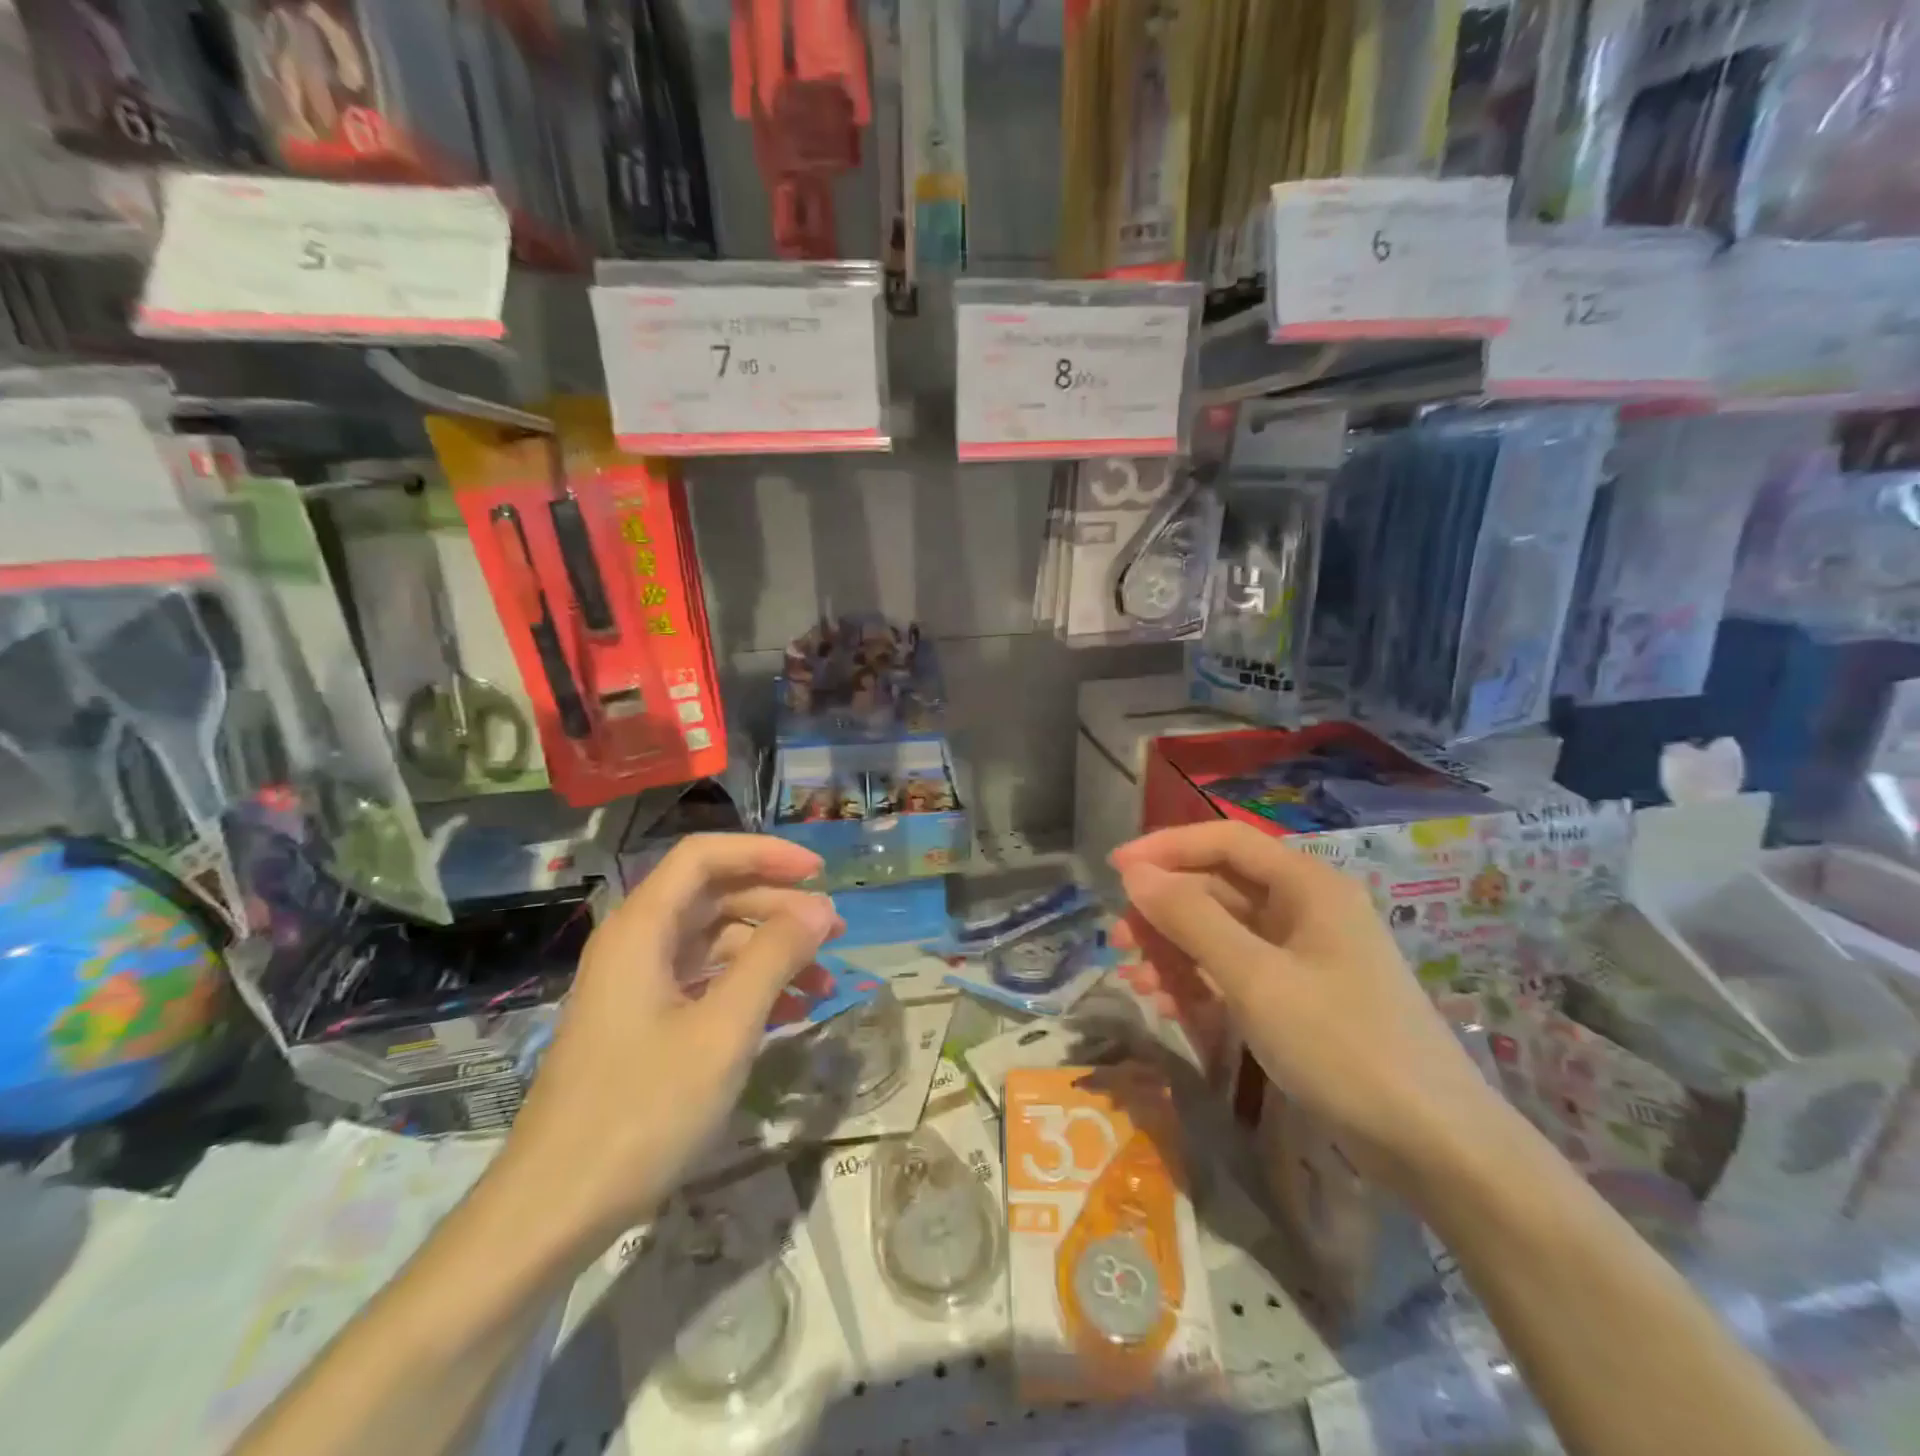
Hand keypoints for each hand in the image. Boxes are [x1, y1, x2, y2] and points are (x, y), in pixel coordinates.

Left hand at [499, 834, 842, 1243]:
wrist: (553, 1211)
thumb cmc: (641, 1110)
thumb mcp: (723, 1030)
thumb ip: (774, 958)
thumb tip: (820, 907)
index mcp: (642, 929)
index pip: (704, 856)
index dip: (765, 853)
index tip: (819, 873)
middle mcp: (636, 945)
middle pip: (715, 897)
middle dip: (779, 907)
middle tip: (835, 932)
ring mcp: (638, 986)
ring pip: (715, 943)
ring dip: (771, 953)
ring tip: (824, 982)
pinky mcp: (644, 1024)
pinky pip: (706, 983)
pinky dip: (750, 989)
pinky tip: (790, 1014)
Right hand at [1111, 822, 1507, 1186]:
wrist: (1435, 1147)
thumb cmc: (1342, 1046)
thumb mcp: (1256, 978)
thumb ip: (1191, 919)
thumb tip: (1135, 873)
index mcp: (1306, 885)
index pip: (1224, 840)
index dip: (1166, 847)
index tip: (1115, 869)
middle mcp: (1306, 908)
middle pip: (1219, 887)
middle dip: (1165, 909)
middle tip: (1118, 939)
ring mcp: (1305, 955)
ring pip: (1223, 932)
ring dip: (1175, 949)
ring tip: (1134, 979)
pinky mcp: (1303, 996)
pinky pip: (1238, 970)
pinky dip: (1201, 981)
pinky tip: (1169, 1006)